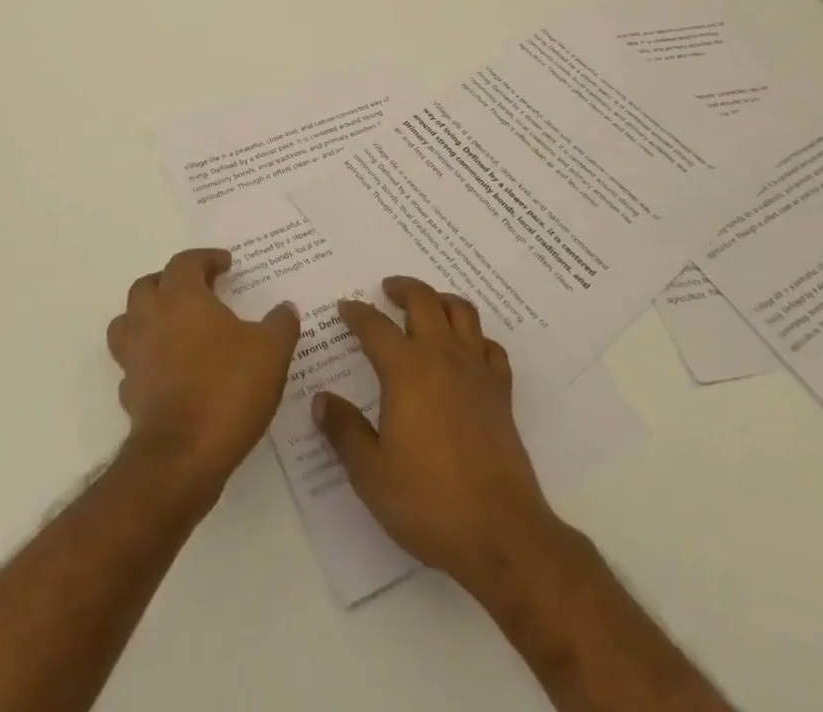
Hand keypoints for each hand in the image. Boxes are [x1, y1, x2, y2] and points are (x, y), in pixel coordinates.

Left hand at [105, 248, 300, 498]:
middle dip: (170, 281)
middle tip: (197, 290)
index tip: (225, 265)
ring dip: (147, 316)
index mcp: (182, 297)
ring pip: (128, 322)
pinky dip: (147, 359)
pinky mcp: (130, 392)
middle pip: (147, 286)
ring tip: (175, 326)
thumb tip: (285, 309)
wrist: (182, 457)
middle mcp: (151, 319)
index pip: (185, 262)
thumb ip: (281, 324)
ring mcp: (135, 356)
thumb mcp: (271, 351)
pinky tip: (170, 370)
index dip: (206, 258)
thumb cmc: (227, 388)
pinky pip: (133, 364)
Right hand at [312, 276, 564, 593]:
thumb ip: (344, 430)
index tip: (345, 307)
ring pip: (462, 312)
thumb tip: (321, 400)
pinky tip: (467, 350)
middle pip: (424, 301)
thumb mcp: (370, 472)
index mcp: (406, 370)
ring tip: (427, 305)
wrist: (500, 533)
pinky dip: (476, 337)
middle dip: (403, 288)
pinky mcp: (501, 393)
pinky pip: (490, 347)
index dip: (357, 313)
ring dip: (441, 300)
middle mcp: (442, 357)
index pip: (375, 326)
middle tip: (386, 289)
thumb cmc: (427, 501)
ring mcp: (477, 371)